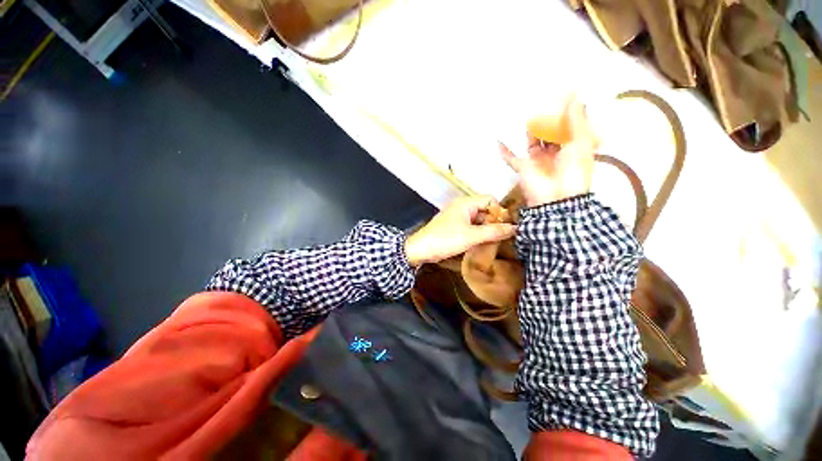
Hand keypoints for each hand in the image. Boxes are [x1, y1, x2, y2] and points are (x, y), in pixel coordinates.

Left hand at [404, 196, 516, 266]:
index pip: (491, 200)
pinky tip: (482, 244)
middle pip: (485, 210)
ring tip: (494, 242)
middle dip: (494, 222)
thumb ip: (494, 231)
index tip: (506, 227)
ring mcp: (457, 217)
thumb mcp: (472, 236)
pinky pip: (471, 226)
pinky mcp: (454, 226)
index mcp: (466, 203)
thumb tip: (516, 228)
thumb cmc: (446, 239)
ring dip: (486, 229)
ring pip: (478, 219)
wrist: (421, 249)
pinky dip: (478, 233)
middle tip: (502, 237)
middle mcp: (462, 206)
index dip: (500, 212)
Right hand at [499, 97, 597, 207]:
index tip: (564, 96)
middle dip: (548, 121)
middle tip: (543, 101)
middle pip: (550, 134)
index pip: (569, 128)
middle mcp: (555, 153)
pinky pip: (512, 158)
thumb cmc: (573, 170)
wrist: (556, 198)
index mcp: (572, 148)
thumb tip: (574, 95)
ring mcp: (537, 161)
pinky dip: (505, 152)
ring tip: (527, 115)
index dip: (567, 115)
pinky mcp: (523, 168)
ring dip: (530, 131)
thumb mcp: (580, 142)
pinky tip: (498, 142)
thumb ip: (575, 120)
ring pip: (532, 142)